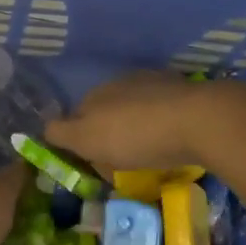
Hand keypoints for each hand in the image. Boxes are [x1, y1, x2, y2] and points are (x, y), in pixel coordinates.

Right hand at [45, 70, 231, 174]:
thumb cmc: (136, 134)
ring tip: (149, 154)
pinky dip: (164, 125)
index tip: (91, 162)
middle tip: (120, 162)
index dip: (80, 138)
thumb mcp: (88, 139)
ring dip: (138, 127)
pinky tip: (172, 142)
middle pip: (108, 110)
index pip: (78, 114)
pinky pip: (165, 112)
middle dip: (110, 132)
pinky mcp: (186, 93)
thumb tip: (44, 128)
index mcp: (97, 92)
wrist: (200, 121)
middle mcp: (123, 81)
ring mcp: (157, 83)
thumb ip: (61, 133)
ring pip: (138, 109)